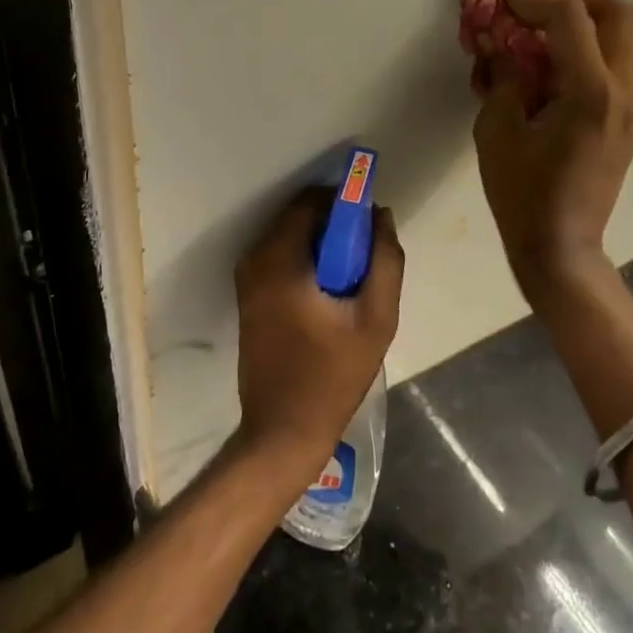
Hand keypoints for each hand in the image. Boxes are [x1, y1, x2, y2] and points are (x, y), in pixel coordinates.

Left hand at [232, 188, 403, 476]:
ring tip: (351, 279)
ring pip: (290, 236)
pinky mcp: (248, 296)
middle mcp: (255, 260)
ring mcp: (247, 279)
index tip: (370, 222)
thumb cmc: (333, 374)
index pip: (311, 202)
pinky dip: (306, 260)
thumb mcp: (376, 318)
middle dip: (334, 224)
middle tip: (365, 255)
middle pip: (298, 217)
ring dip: (321, 244)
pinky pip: (280, 257)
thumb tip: (380, 216)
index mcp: (280, 259)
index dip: (344, 202)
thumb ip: (385, 260)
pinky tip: (329, 294)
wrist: (283, 430)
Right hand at [473, 0, 632, 293]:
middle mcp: (623, 91)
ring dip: (600, 16)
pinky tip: (569, 62)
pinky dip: (606, 44)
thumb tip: (500, 42)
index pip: (570, 17)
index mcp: (589, 93)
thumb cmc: (522, 193)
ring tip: (560, 26)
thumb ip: (501, 78)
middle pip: (620, 11)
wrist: (561, 246)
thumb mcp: (496, 132)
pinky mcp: (632, 118)